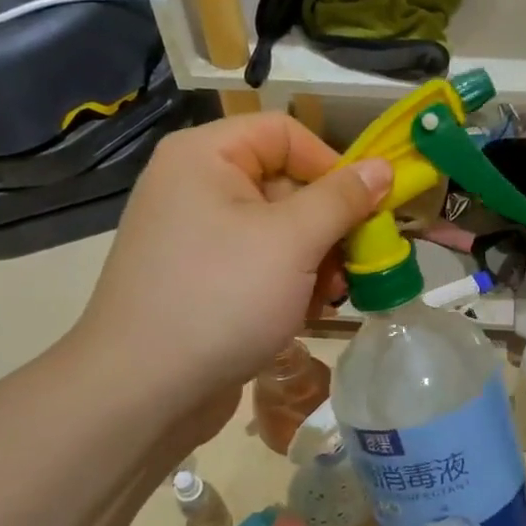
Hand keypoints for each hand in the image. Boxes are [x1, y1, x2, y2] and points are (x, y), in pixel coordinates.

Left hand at [69, 112, 391, 448]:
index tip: (366, 209)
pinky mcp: (200, 280)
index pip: (285, 134)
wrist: (142, 392)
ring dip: (316, 260)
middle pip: (285, 184)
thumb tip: (383, 168)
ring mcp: (195, 237)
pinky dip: (289, 283)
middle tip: (356, 264)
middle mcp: (195, 186)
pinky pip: (258, 264)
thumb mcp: (293, 241)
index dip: (332, 164)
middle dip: (328, 226)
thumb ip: (342, 199)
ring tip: (331, 297)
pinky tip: (305, 314)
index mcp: (205, 157)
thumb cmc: (221, 298)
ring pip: (278, 230)